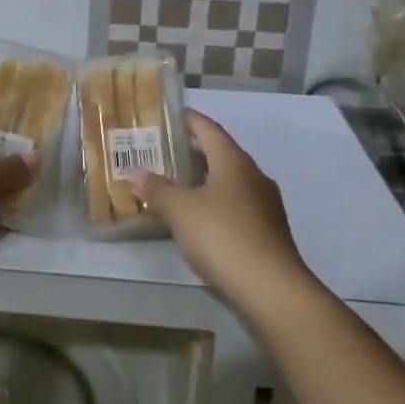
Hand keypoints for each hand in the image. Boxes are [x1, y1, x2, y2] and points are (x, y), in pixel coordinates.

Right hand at [124, 110, 315, 312]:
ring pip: (229, 181)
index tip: (171, 115)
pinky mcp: (267, 229)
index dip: (189, 120)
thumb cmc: (222, 236)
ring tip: (176, 184)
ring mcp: (264, 203)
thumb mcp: (180, 211)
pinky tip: (198, 217)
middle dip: (193, 152)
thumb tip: (134, 171)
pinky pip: (236, 204)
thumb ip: (156, 189)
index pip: (209, 129)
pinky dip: (215, 202)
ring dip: (204, 180)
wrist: (271, 287)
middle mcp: (253, 175)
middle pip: (221, 154)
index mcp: (233, 161)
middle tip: (164, 152)